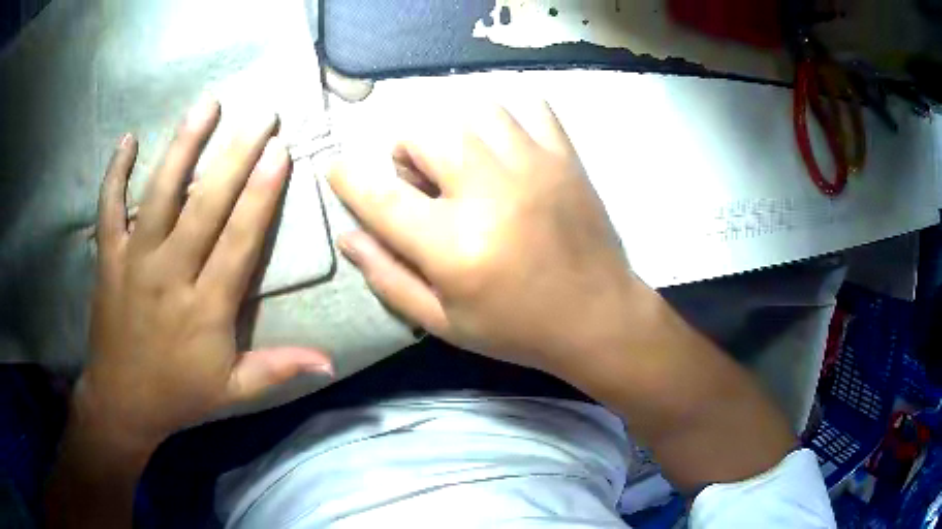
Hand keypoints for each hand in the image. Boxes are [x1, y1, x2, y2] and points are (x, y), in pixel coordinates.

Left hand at [82, 97, 331, 452]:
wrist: (122, 402)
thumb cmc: (179, 394)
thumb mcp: (233, 390)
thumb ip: (278, 369)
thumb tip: (331, 363)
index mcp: (205, 309)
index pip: (238, 241)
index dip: (261, 195)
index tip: (280, 152)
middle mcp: (169, 276)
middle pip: (204, 206)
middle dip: (235, 156)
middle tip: (261, 115)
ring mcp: (134, 262)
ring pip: (159, 195)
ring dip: (183, 147)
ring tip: (208, 106)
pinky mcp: (108, 259)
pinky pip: (108, 209)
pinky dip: (115, 173)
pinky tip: (128, 139)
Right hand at [330, 103, 638, 374]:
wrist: (598, 318)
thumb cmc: (517, 329)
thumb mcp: (443, 320)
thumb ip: (389, 278)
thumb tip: (348, 237)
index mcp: (454, 246)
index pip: (381, 198)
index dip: (348, 179)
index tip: (336, 168)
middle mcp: (490, 194)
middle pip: (427, 133)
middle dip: (408, 150)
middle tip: (421, 178)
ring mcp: (535, 168)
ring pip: (475, 109)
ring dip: (454, 129)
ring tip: (462, 160)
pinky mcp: (566, 158)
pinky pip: (532, 107)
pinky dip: (508, 118)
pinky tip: (506, 147)